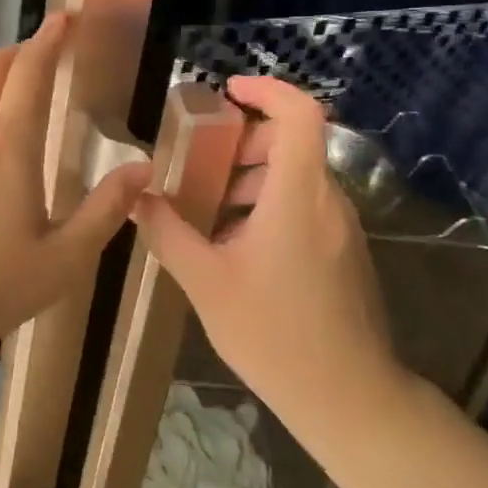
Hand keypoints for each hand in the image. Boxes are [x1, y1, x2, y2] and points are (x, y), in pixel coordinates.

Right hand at [132, 76, 406, 420]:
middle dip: (244, 142)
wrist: (349, 398)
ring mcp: (342, 227)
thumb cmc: (275, 334)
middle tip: (201, 163)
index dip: (267, 89)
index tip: (228, 92)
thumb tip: (138, 198)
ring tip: (210, 210)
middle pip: (293, 143)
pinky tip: (237, 246)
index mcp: (298, 194)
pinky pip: (306, 206)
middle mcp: (328, 200)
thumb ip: (168, 233)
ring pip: (298, 177)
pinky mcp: (345, 252)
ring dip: (253, 178)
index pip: (299, 113)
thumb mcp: (206, 282)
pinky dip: (270, 204)